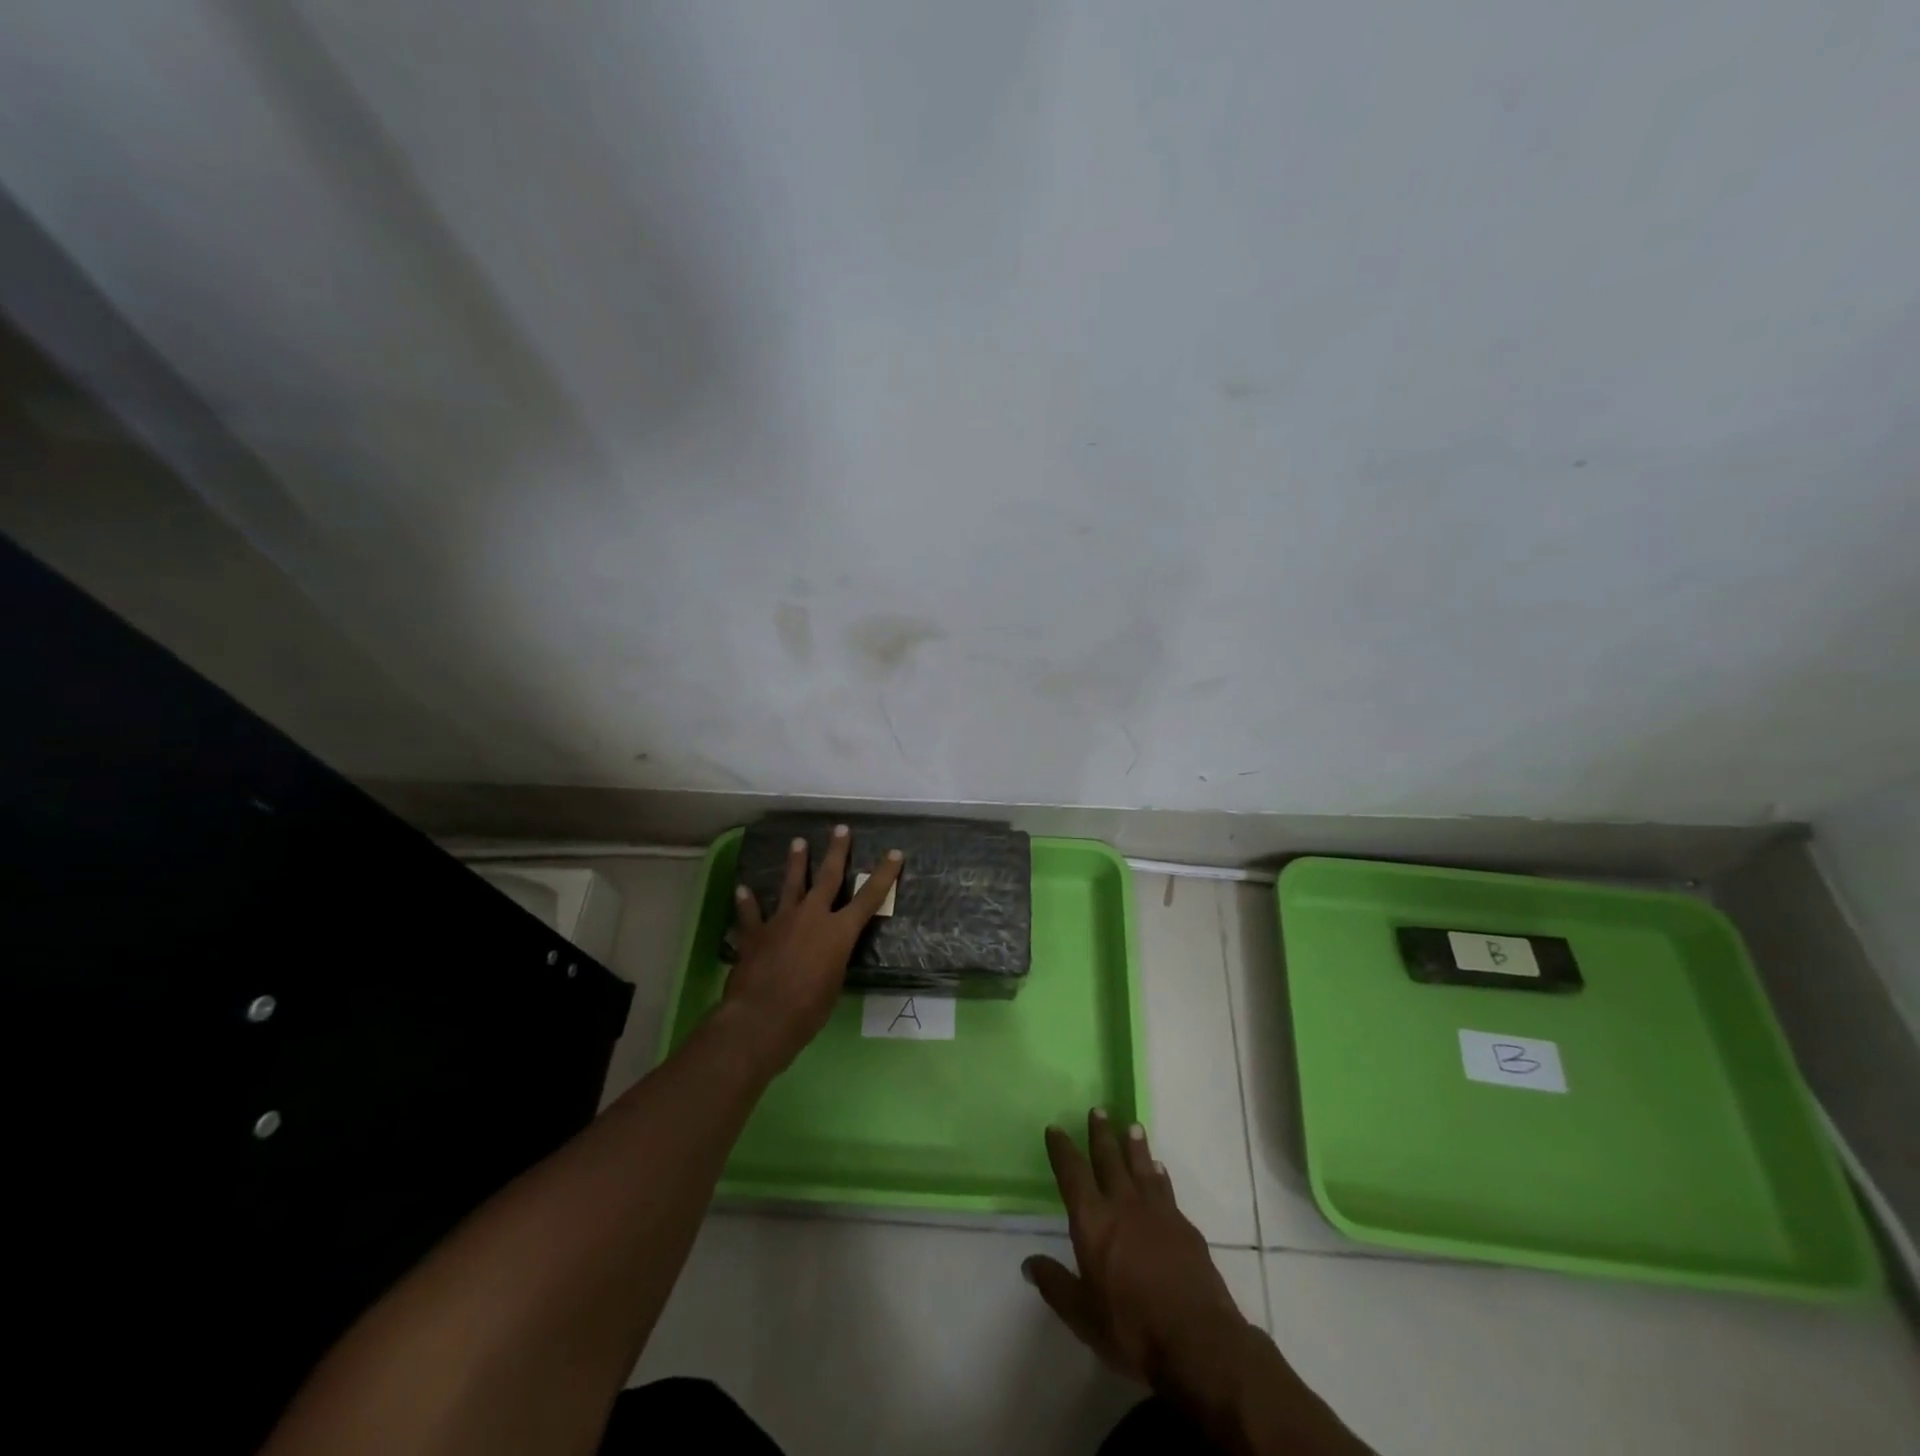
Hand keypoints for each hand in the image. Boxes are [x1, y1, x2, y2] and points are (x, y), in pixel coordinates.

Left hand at [723, 824, 902, 1070]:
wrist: (762, 1017)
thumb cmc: (808, 1010)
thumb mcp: (834, 984)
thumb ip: (834, 961)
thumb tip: (828, 956)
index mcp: (839, 931)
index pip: (869, 898)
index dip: (884, 875)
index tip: (895, 854)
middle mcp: (812, 916)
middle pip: (828, 877)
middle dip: (837, 852)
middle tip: (841, 829)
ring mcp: (781, 921)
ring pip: (791, 884)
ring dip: (795, 863)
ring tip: (797, 842)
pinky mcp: (755, 934)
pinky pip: (750, 913)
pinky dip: (747, 901)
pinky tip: (742, 888)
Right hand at [1023, 1110, 1250, 1387]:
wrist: (1198, 1340)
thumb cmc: (1132, 1329)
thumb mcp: (1083, 1316)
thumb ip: (1055, 1285)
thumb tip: (1028, 1263)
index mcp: (1093, 1222)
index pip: (1072, 1174)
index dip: (1062, 1150)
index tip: (1055, 1128)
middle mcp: (1123, 1205)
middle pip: (1109, 1159)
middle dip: (1101, 1134)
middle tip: (1098, 1110)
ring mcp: (1157, 1212)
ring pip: (1142, 1167)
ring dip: (1135, 1146)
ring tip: (1132, 1126)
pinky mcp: (1184, 1226)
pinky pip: (1166, 1189)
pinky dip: (1159, 1174)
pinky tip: (1159, 1169)